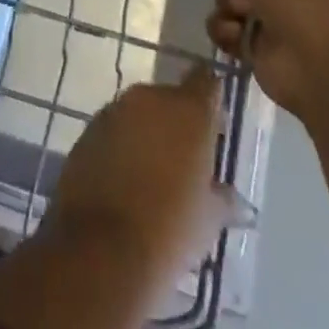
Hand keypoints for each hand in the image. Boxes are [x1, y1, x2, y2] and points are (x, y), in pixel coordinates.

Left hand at [47, 63, 224, 278]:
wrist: (102, 246)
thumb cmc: (170, 229)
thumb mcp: (208, 219)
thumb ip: (223, 199)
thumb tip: (239, 202)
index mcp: (188, 110)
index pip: (206, 82)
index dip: (212, 96)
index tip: (217, 121)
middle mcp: (151, 98)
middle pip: (171, 98)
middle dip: (179, 122)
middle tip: (187, 159)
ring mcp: (115, 109)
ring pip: (140, 113)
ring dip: (148, 132)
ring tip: (155, 173)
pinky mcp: (89, 128)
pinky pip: (114, 129)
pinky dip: (123, 145)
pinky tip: (126, 179)